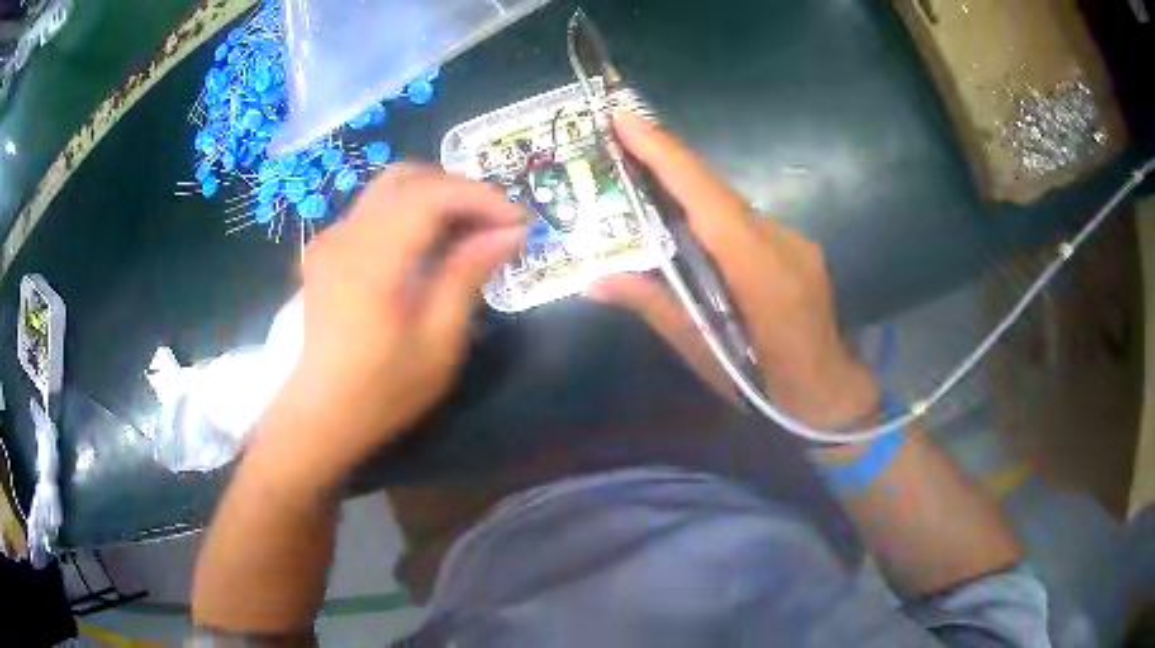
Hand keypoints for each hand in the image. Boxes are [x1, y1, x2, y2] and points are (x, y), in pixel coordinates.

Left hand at [259, 167, 525, 481]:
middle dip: (459, 190)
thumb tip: (510, 233)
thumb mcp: (438, 343)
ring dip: (435, 198)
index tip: (519, 223)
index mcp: (371, 259)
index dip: (481, 197)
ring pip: (390, 188)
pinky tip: (428, 245)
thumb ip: (468, 275)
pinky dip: (410, 212)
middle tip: (495, 223)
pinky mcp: (327, 250)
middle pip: (408, 177)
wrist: (319, 416)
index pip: (431, 195)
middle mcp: (346, 234)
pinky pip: (374, 210)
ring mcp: (331, 239)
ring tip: (469, 231)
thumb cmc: (381, 392)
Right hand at [588, 113, 877, 429]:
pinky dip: (713, 212)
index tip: (625, 119)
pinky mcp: (798, 248)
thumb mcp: (706, 355)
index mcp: (761, 274)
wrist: (831, 395)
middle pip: (717, 191)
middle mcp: (782, 243)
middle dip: (668, 157)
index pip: (708, 201)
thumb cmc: (768, 387)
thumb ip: (656, 307)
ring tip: (642, 170)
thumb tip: (595, 281)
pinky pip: (746, 220)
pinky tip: (691, 222)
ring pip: (732, 203)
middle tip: (620, 134)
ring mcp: (796, 242)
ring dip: (689, 186)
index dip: (666, 156)